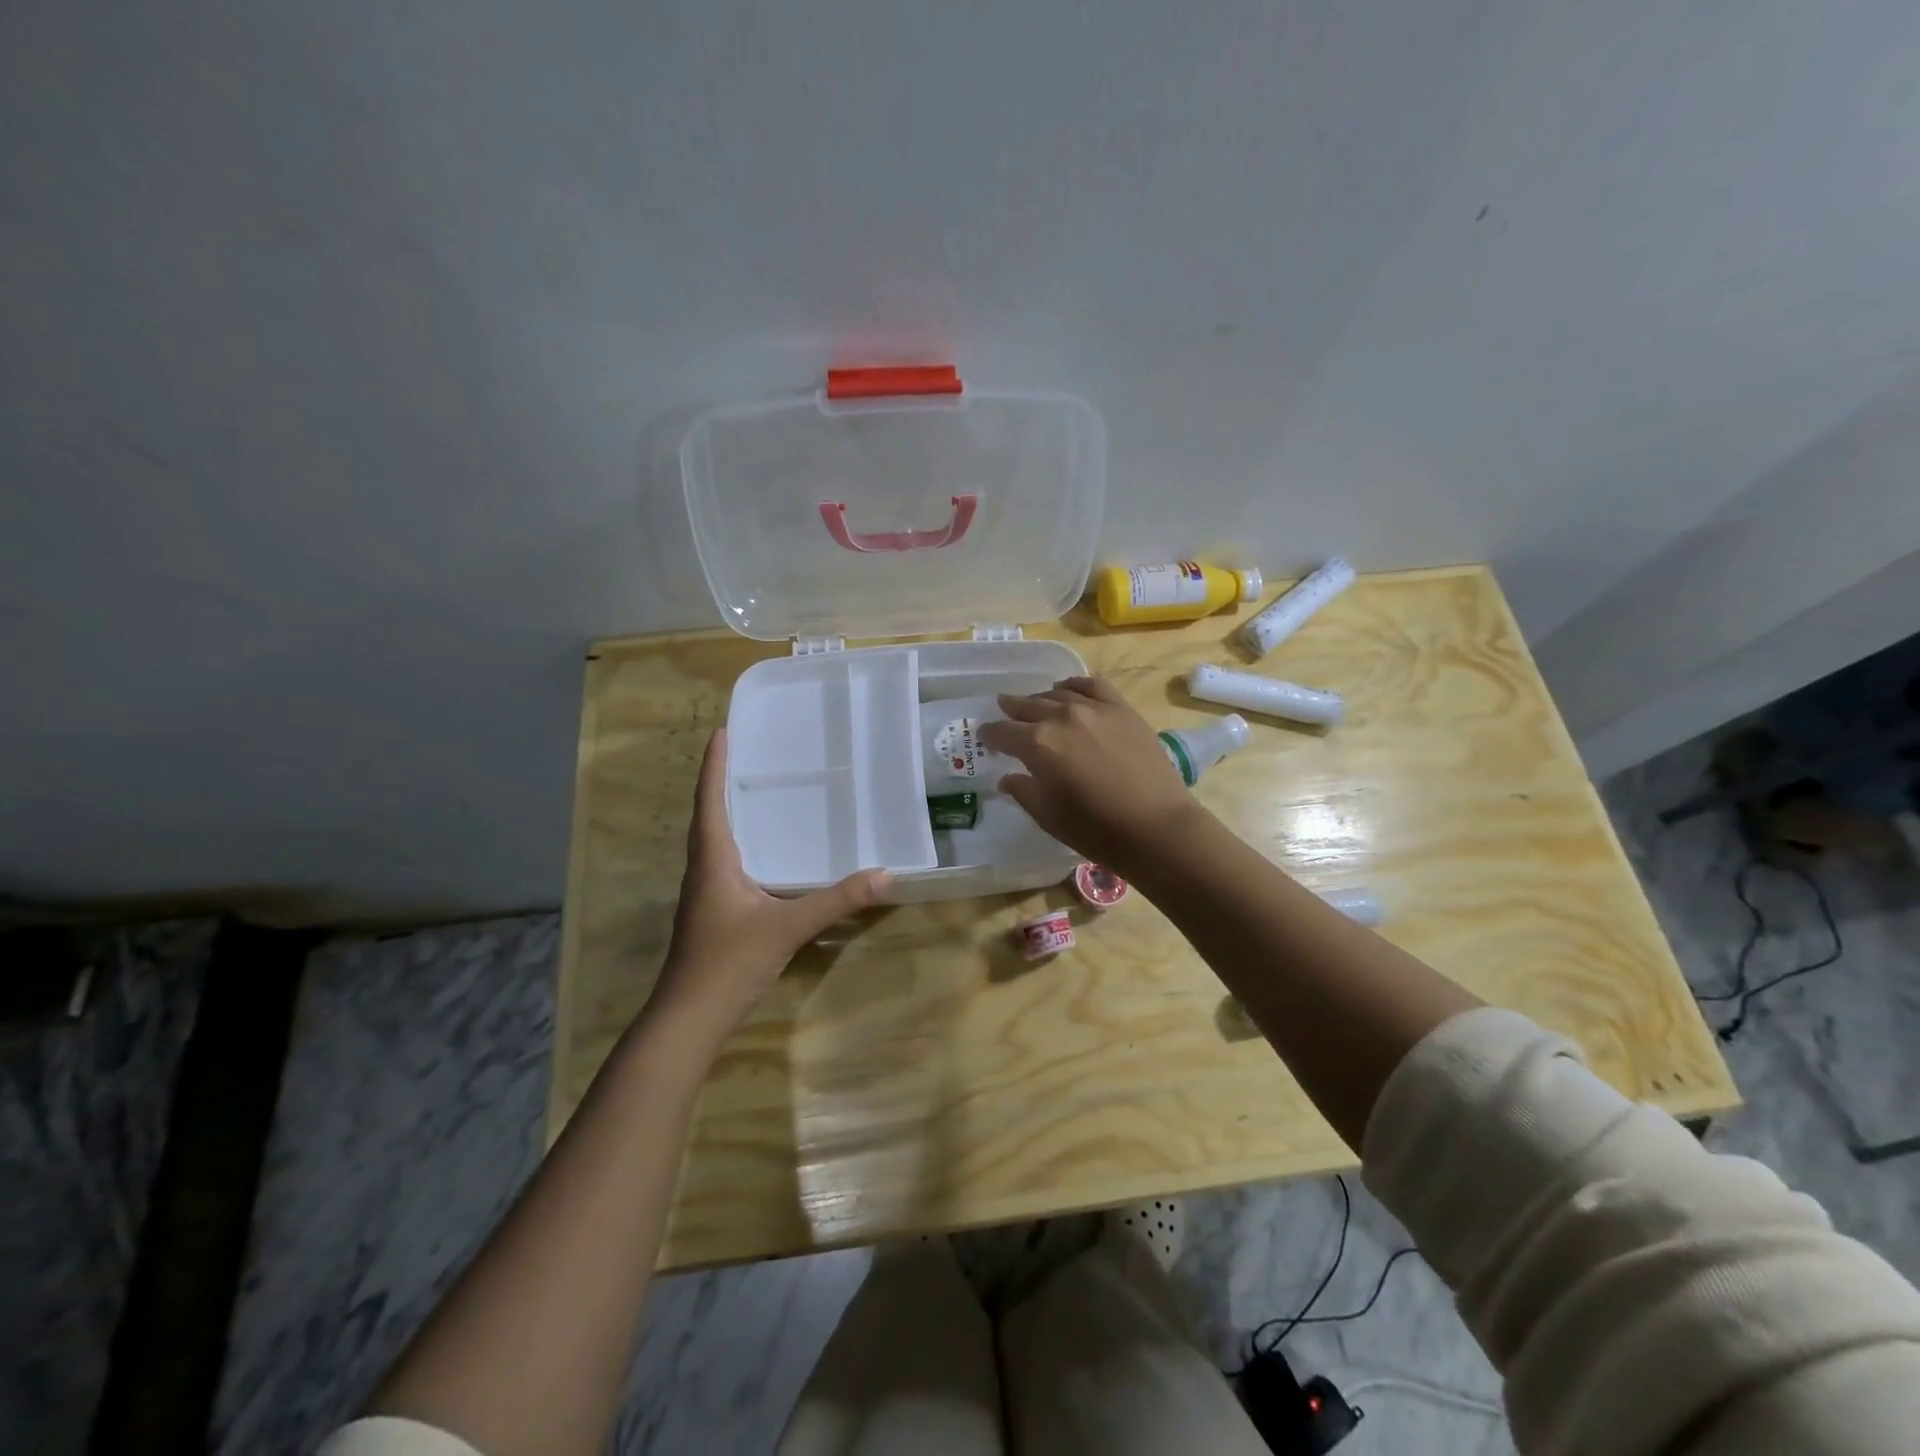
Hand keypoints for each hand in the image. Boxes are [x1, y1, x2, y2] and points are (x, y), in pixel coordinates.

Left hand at [649, 730, 889, 1036]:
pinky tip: (765, 851)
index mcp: (713, 860)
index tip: (721, 731)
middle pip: (709, 815)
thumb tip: (885, 874)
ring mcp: (706, 892)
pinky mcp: (714, 911)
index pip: (710, 801)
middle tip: (746, 752)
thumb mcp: (787, 927)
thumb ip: (836, 901)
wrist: (690, 1018)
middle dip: (723, 781)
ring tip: (756, 790)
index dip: (714, 765)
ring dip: (729, 811)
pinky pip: (726, 862)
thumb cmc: (729, 962)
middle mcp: (704, 869)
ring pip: (715, 840)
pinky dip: (740, 842)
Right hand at [977, 677, 1201, 872]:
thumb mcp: (1048, 816)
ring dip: (1041, 699)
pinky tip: (1069, 690)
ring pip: (1058, 694)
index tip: (984, 736)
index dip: (990, 735)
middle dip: (1012, 710)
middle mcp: (1061, 717)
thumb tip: (1008, 777)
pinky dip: (1074, 685)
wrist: (1156, 826)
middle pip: (1028, 707)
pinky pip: (1092, 686)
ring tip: (1034, 704)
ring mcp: (1094, 709)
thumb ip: (1024, 791)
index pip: (1003, 732)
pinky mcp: (1122, 709)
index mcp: (1037, 744)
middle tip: (1004, 711)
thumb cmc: (1096, 829)